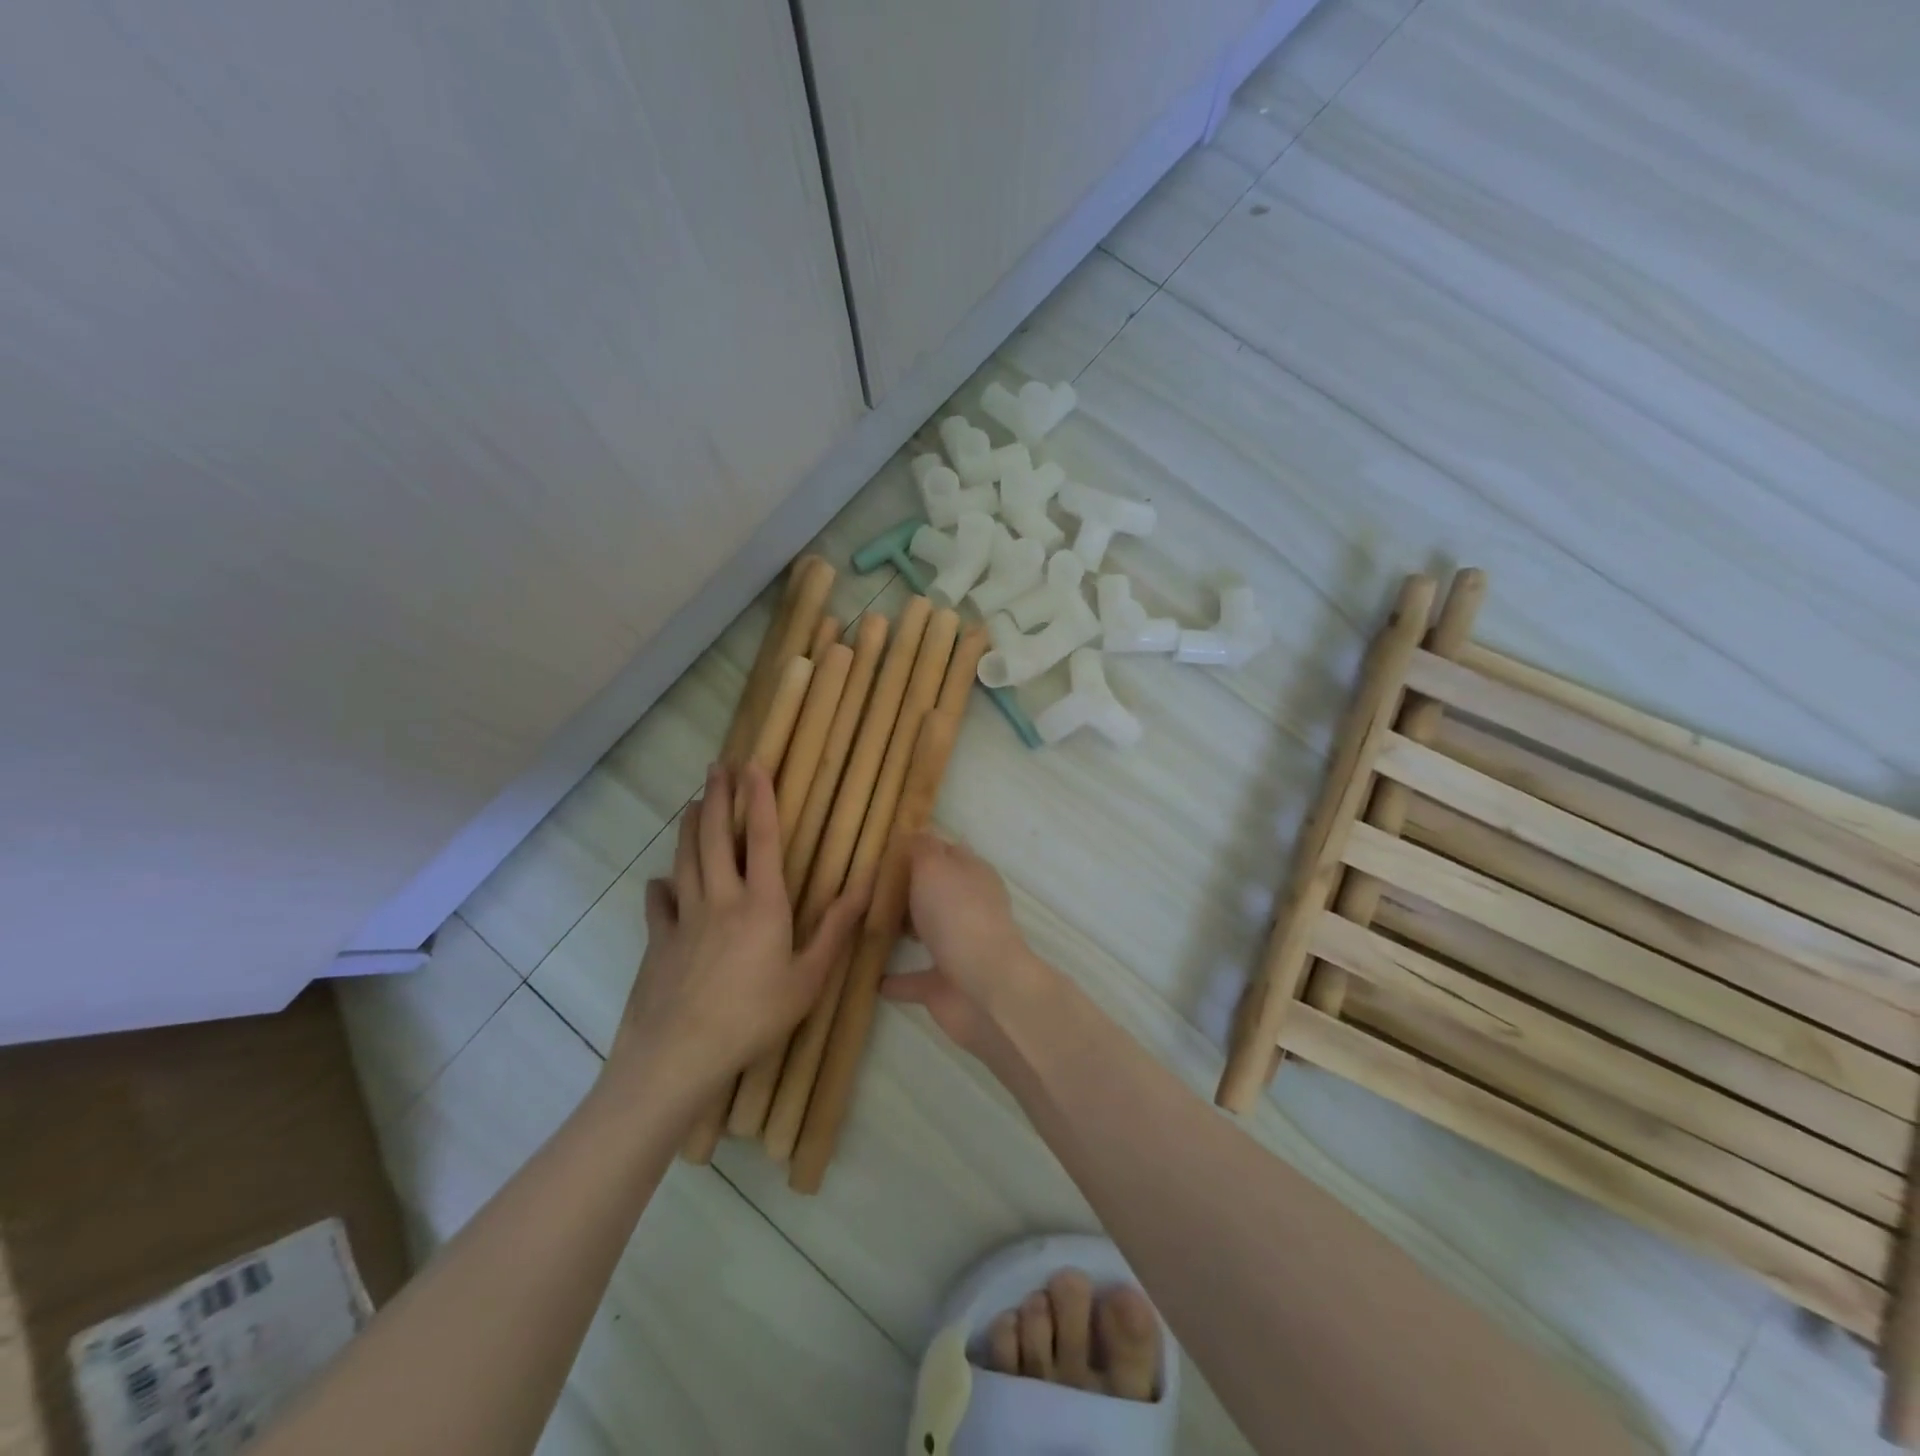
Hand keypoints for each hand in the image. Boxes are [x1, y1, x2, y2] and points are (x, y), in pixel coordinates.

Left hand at [609, 763, 864, 1093]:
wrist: (679, 1055)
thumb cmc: (753, 1017)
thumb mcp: (809, 978)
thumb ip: (836, 929)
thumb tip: (865, 885)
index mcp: (762, 904)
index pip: (763, 839)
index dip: (760, 798)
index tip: (755, 765)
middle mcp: (721, 899)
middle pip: (717, 838)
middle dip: (718, 797)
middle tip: (717, 766)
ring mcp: (684, 918)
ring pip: (686, 860)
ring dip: (691, 828)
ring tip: (695, 804)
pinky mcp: (658, 940)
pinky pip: (658, 903)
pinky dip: (661, 886)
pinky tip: (661, 882)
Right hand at [882, 833, 1047, 1057]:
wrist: (984, 988)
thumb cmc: (958, 916)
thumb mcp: (935, 867)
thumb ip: (922, 848)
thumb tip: (917, 830)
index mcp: (972, 875)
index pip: (946, 852)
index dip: (919, 848)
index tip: (883, 850)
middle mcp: (969, 908)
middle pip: (935, 892)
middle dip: (907, 890)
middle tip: (865, 886)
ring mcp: (959, 947)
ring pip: (927, 933)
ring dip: (902, 931)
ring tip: (863, 925)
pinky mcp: (945, 985)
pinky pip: (914, 979)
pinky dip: (895, 979)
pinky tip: (870, 978)